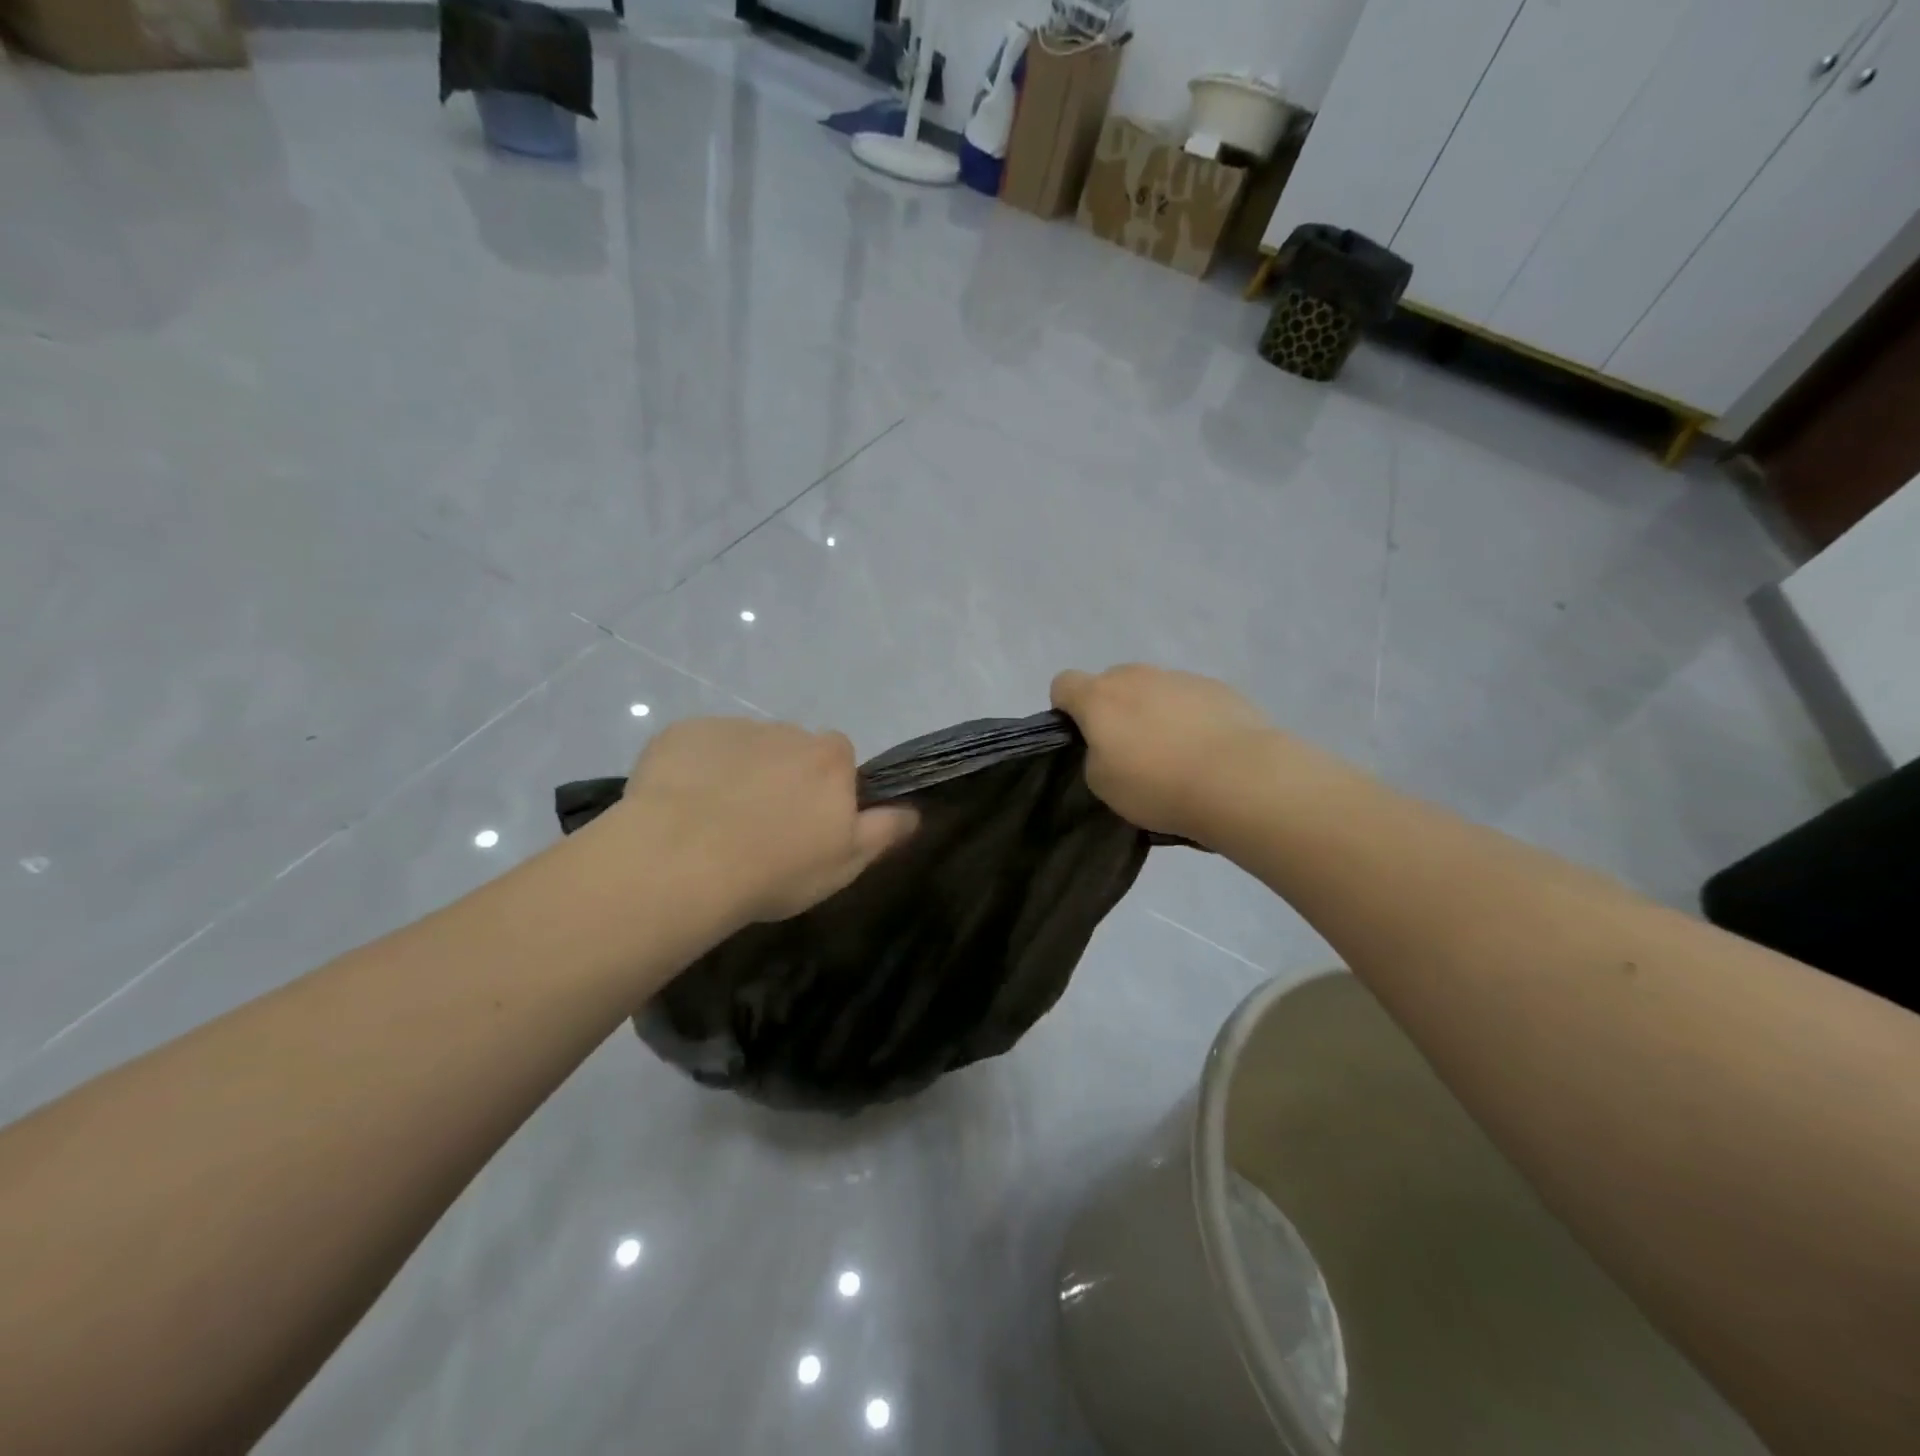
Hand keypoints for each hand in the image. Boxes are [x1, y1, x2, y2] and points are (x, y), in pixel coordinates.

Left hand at [621, 718, 915, 924]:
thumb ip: (885, 830)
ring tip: (712, 822)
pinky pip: (697, 748)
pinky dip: (693, 769)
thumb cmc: (776, 867)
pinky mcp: (682, 733)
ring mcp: (731, 728)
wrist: (682, 860)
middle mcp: (786, 731)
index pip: (839, 761)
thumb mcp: (847, 862)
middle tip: (758, 827)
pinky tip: (678, 807)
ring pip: (743, 748)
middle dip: (780, 778)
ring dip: (737, 773)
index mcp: (829, 757)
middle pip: (791, 750)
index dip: (825, 792)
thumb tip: (915, 811)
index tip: (806, 825)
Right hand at [1051, 665, 1273, 842]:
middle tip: (1130, 752)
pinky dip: (1190, 718)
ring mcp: (1180, 677)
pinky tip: (1207, 752)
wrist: (1240, 779)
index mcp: (1099, 696)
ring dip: (1154, 713)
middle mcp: (1137, 676)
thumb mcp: (1102, 784)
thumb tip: (1111, 744)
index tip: (1083, 738)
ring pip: (1153, 690)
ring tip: (1176, 757)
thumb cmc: (1158, 784)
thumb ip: (1094, 755)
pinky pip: (1189, 699)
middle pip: (1111, 683)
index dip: (1066, 709)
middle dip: (1113, 710)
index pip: (1063, 683)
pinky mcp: (1218, 687)